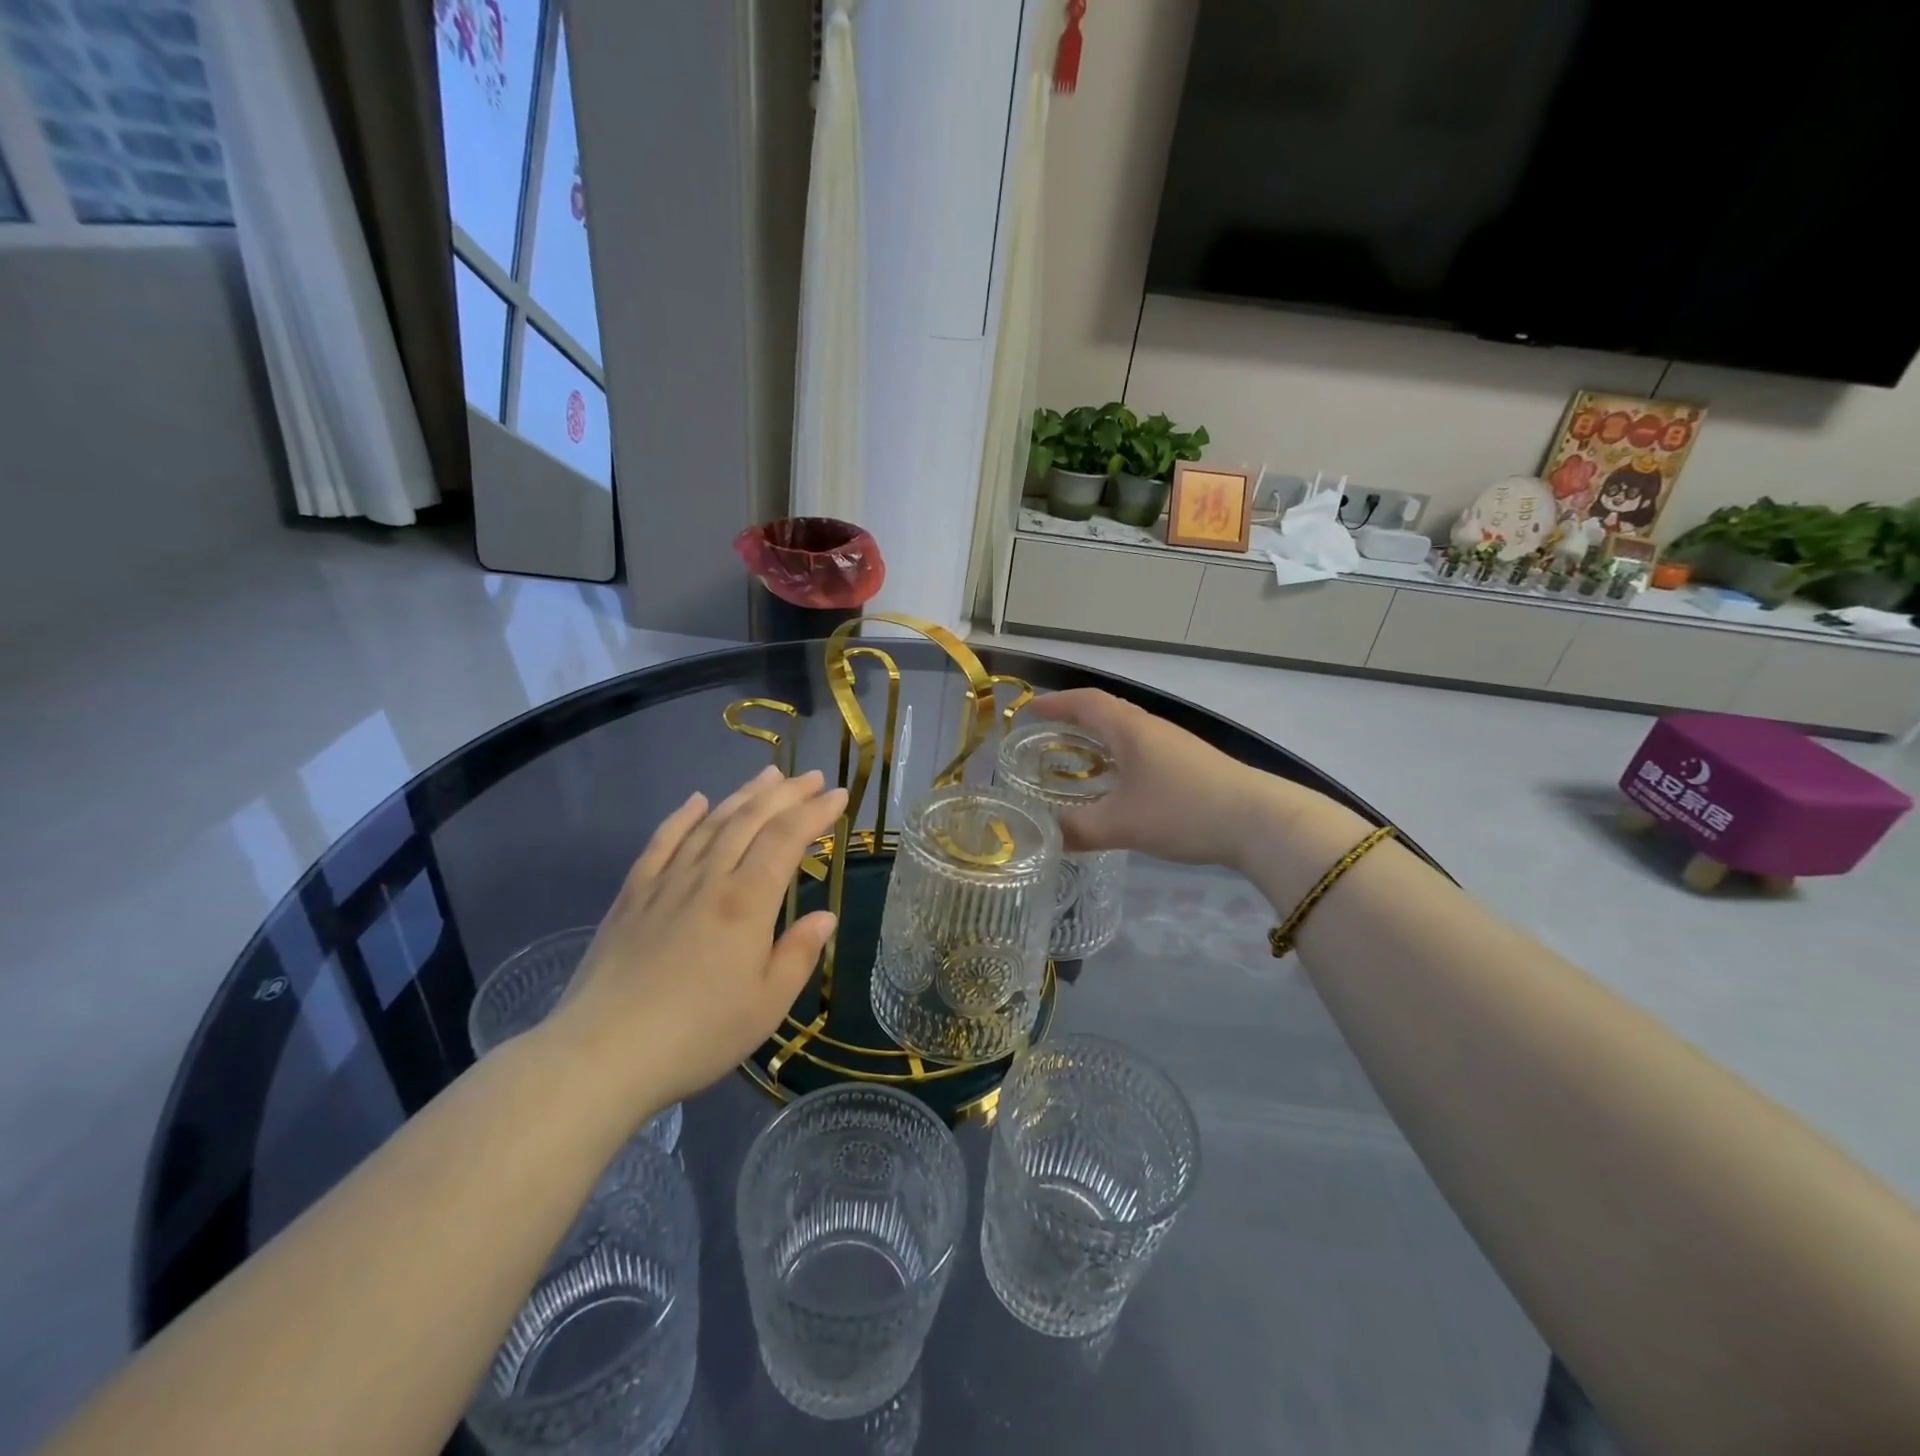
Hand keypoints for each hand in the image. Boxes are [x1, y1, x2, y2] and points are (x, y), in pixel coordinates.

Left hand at [540, 766, 846, 1118]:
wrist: (603, 1053)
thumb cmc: (698, 1034)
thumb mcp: (767, 1004)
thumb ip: (799, 953)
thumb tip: (824, 916)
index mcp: (747, 901)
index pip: (787, 839)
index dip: (815, 812)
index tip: (838, 794)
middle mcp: (708, 878)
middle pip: (751, 820)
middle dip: (786, 793)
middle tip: (811, 776)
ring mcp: (666, 883)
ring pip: (710, 823)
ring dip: (742, 795)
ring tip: (768, 775)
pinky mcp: (632, 896)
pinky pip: (661, 842)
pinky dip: (682, 817)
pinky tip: (695, 801)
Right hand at [1030, 689, 1339, 871]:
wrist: (1260, 821)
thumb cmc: (1183, 810)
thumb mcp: (1123, 824)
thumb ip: (1079, 830)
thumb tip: (1046, 837)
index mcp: (1130, 729)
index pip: (1086, 702)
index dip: (1056, 703)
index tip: (1029, 710)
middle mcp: (1151, 728)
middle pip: (1105, 712)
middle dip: (1072, 720)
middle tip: (1044, 738)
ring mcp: (1174, 745)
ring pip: (1126, 732)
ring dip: (1097, 739)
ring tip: (1073, 761)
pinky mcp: (1190, 765)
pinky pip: (1142, 750)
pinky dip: (1118, 757)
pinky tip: (1117, 785)